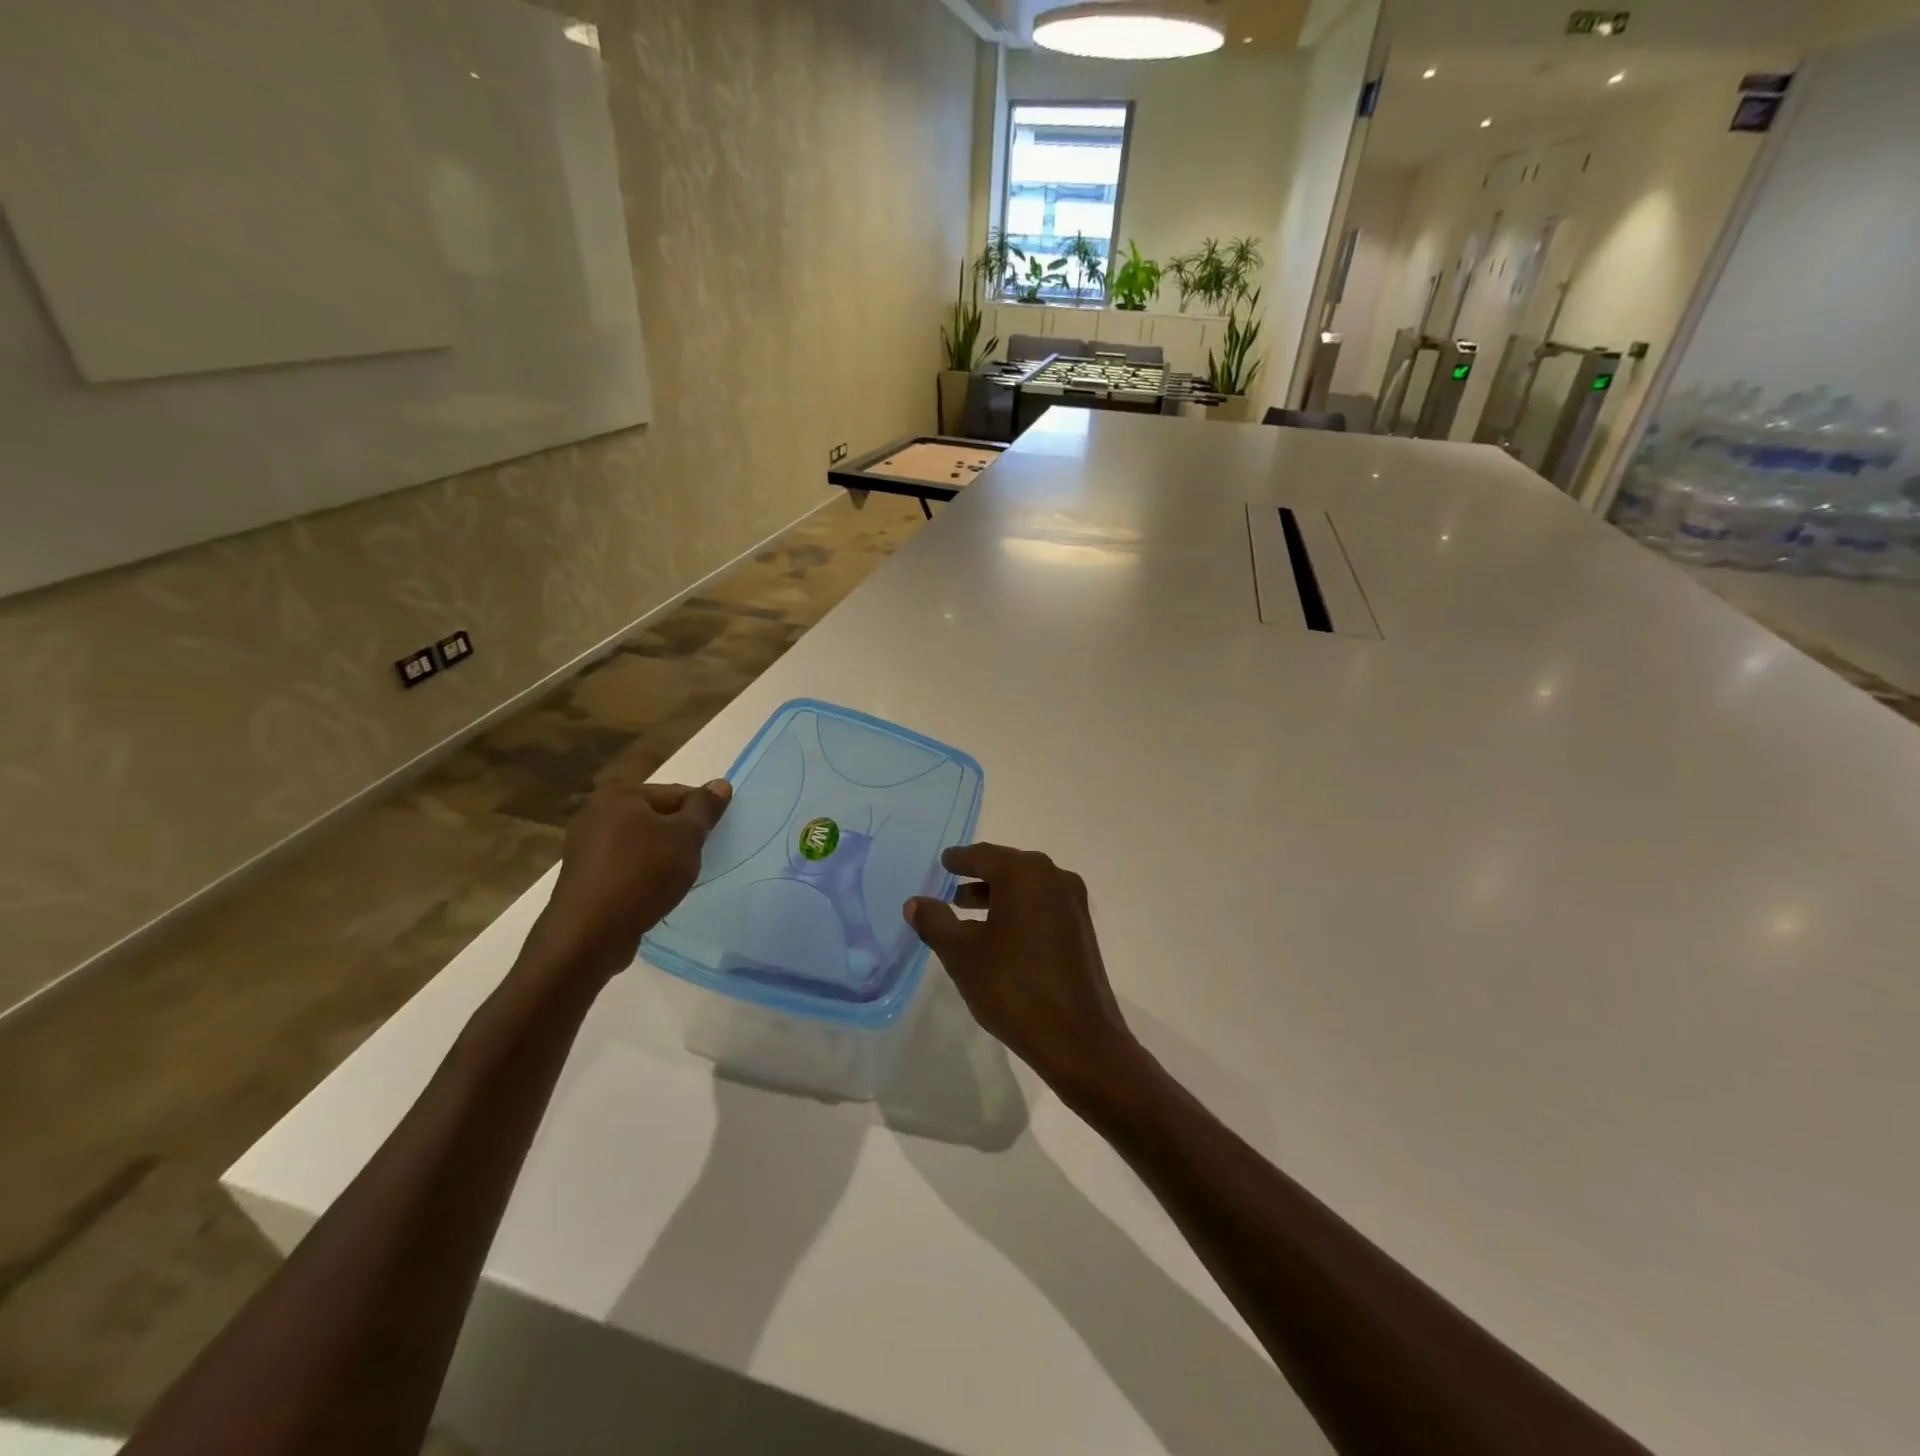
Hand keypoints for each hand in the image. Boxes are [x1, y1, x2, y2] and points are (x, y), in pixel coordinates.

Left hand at [538, 779, 730, 973]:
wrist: (589, 934)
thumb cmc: (642, 875)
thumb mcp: (686, 838)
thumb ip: (704, 808)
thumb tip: (720, 783)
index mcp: (620, 796)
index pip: (675, 793)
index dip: (701, 812)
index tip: (716, 835)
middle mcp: (596, 813)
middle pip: (655, 816)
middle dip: (680, 833)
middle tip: (699, 856)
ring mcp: (584, 846)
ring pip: (639, 841)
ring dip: (661, 854)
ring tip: (678, 876)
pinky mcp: (583, 875)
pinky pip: (623, 864)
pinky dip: (642, 872)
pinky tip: (653, 891)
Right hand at [905, 843, 1143, 1098]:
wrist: (1077, 1038)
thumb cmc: (1013, 987)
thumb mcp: (962, 954)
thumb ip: (935, 922)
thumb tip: (915, 902)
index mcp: (1024, 873)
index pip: (983, 856)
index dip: (959, 860)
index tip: (943, 862)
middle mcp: (1053, 877)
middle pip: (1007, 868)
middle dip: (978, 878)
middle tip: (949, 890)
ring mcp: (1073, 903)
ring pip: (1026, 888)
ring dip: (997, 897)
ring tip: (967, 915)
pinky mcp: (1081, 928)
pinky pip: (1042, 906)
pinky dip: (1018, 911)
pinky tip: (999, 936)